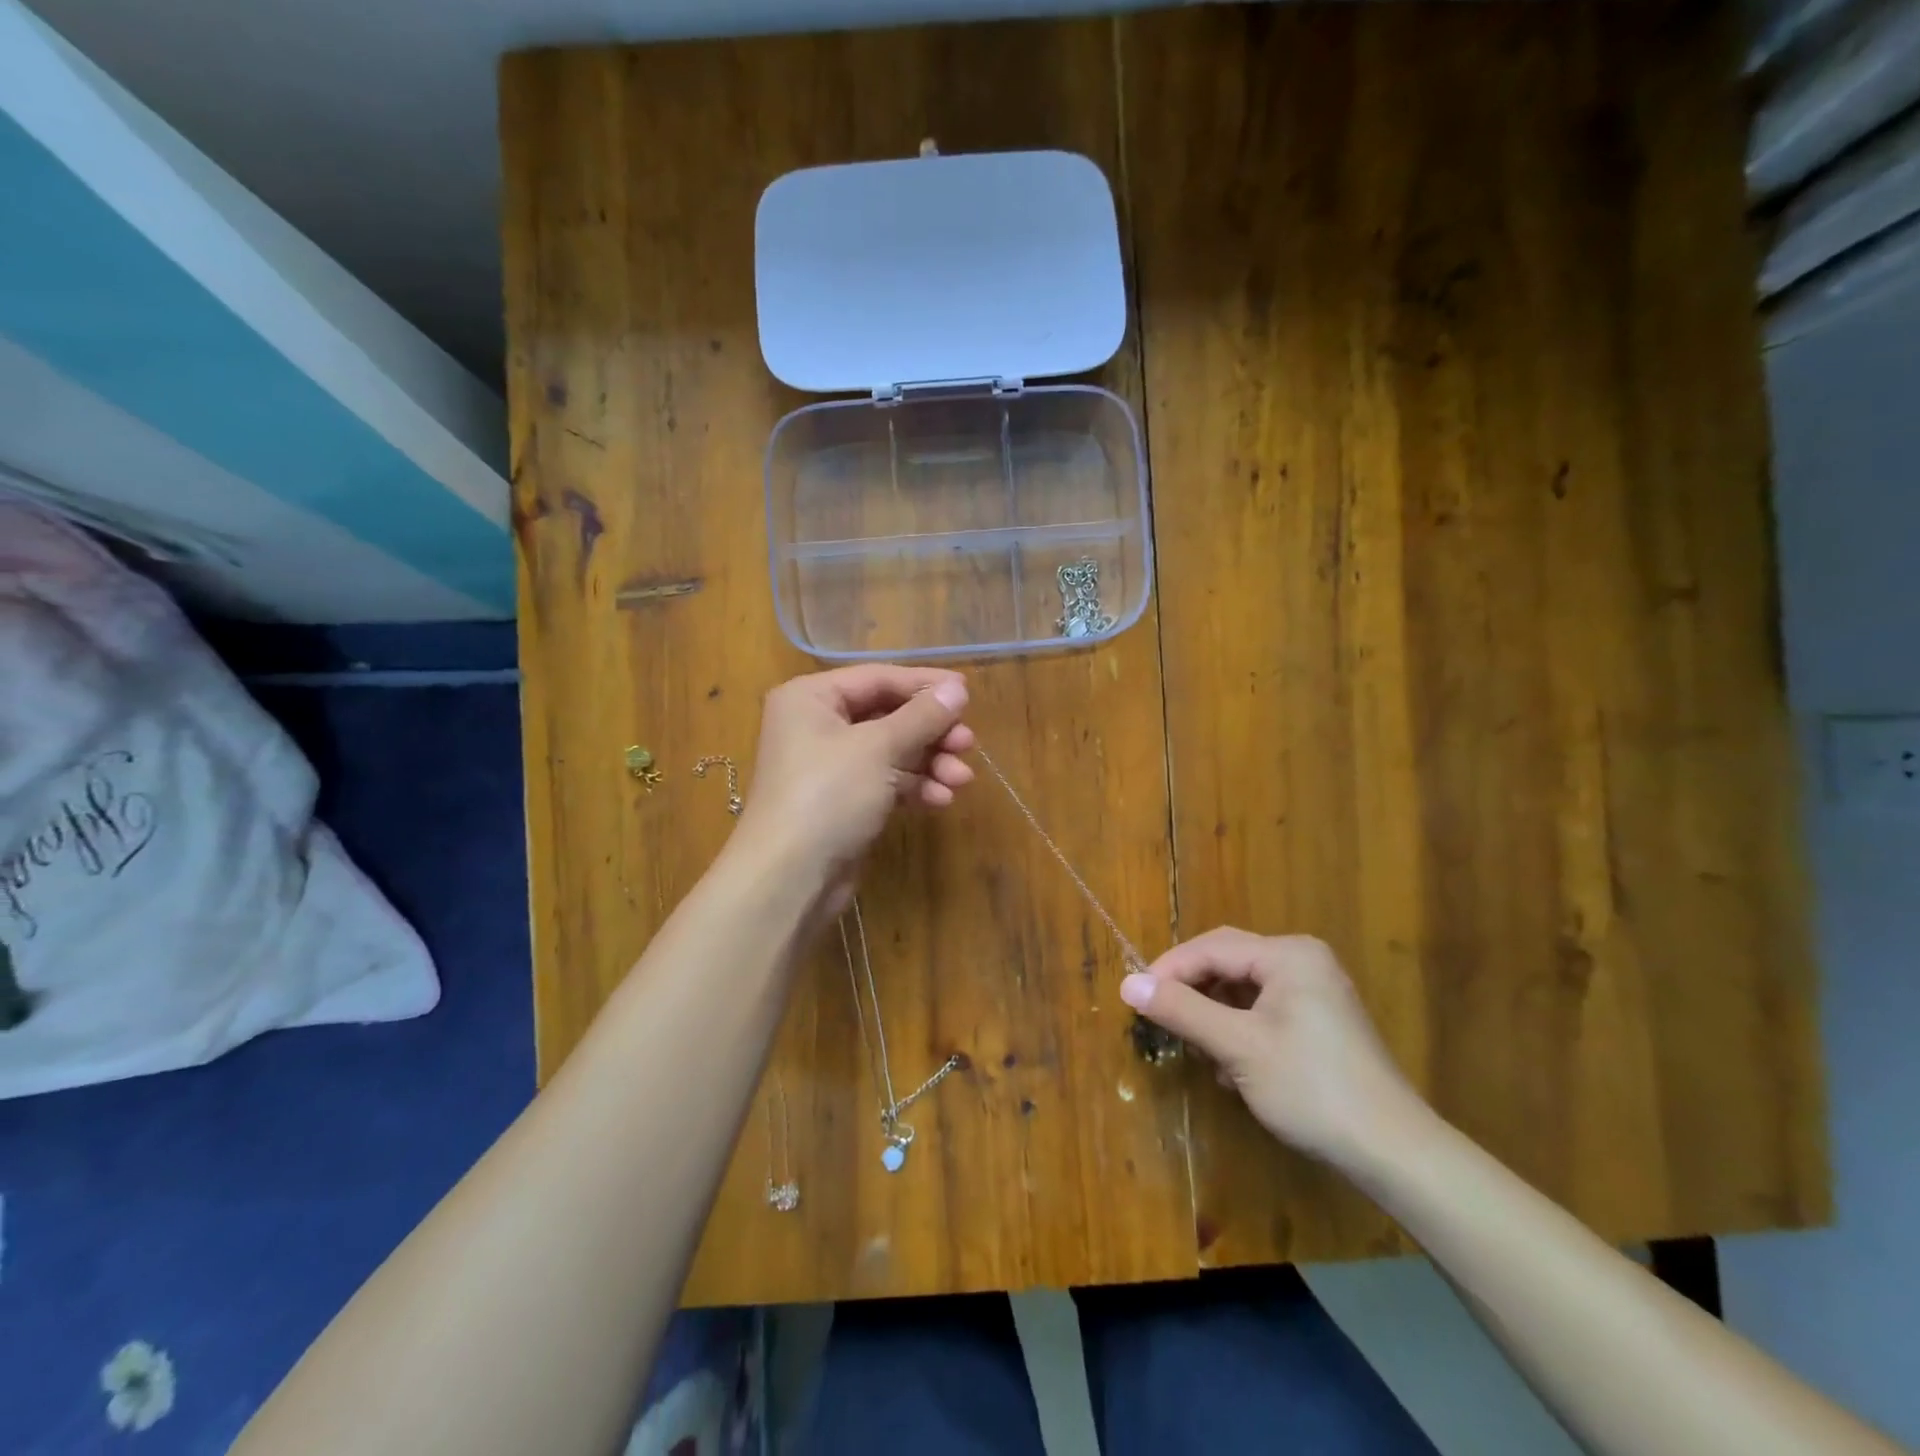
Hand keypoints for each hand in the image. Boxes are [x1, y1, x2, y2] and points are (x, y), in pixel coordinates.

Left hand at [736, 665, 974, 887]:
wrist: (790, 878)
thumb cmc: (828, 795)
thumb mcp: (879, 748)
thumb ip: (921, 716)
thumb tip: (958, 687)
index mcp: (812, 698)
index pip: (878, 678)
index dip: (924, 685)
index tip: (967, 693)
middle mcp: (818, 725)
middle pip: (888, 716)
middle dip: (931, 732)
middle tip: (968, 744)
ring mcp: (831, 766)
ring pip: (892, 752)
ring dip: (929, 763)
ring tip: (961, 779)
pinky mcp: (845, 801)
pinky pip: (887, 782)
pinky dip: (914, 787)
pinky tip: (941, 800)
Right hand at [1120, 929, 1428, 1167]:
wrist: (1394, 1153)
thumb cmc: (1311, 1089)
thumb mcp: (1237, 1047)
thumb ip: (1181, 1010)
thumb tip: (1127, 984)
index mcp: (1288, 954)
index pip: (1212, 947)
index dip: (1168, 970)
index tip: (1135, 998)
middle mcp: (1302, 961)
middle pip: (1227, 964)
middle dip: (1192, 993)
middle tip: (1159, 1020)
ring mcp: (1315, 991)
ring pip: (1242, 990)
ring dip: (1214, 1017)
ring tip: (1200, 1051)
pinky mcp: (1319, 1021)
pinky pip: (1263, 1010)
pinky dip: (1239, 1031)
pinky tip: (1233, 1068)